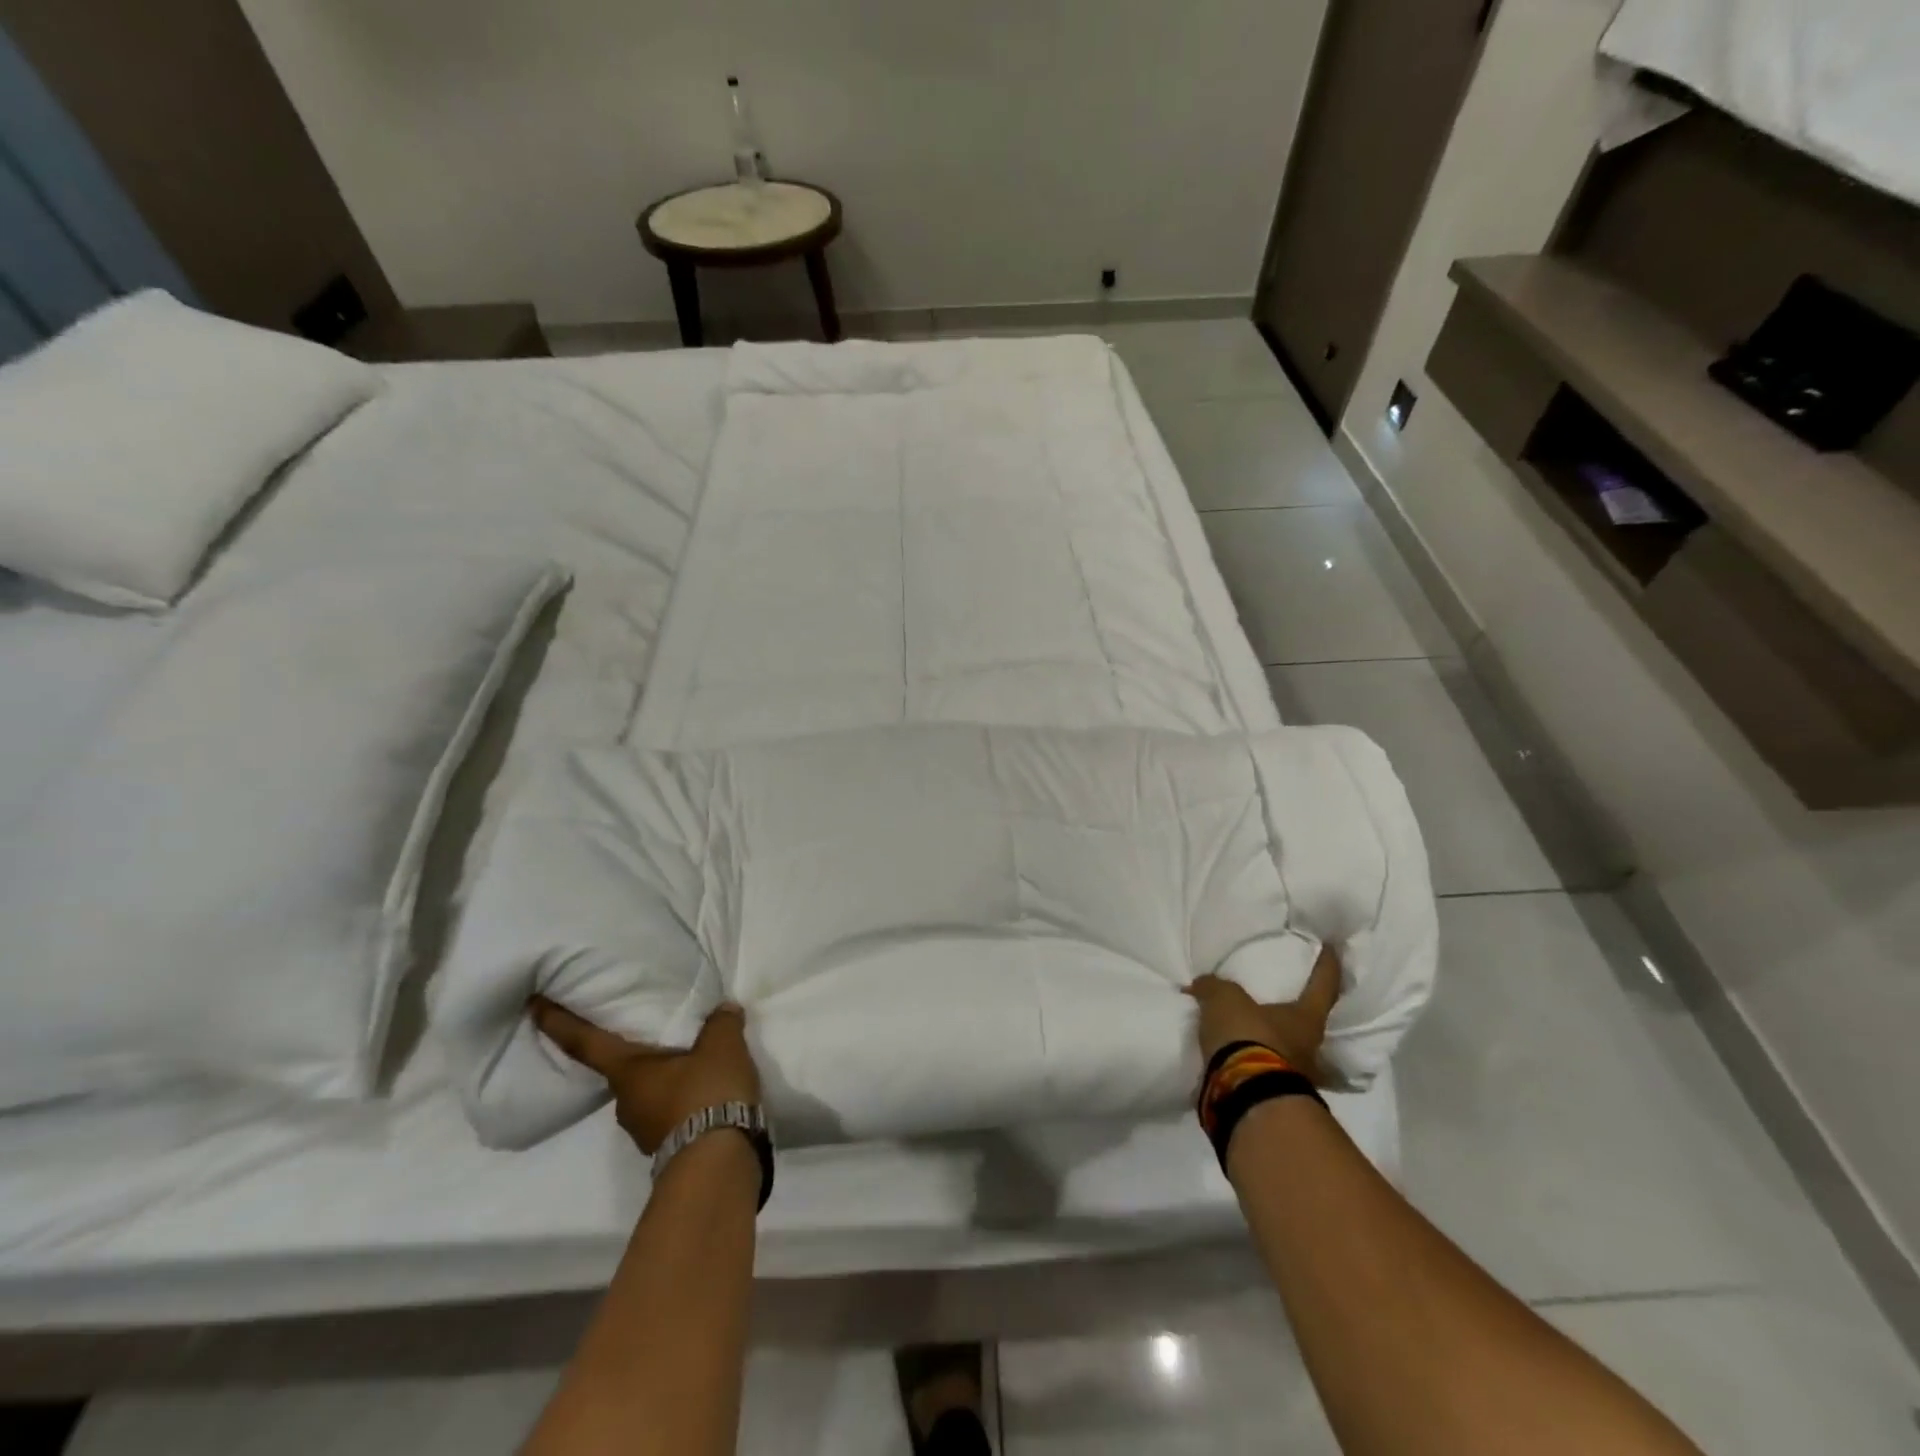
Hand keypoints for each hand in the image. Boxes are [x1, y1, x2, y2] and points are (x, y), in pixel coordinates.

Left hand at [530, 997, 761, 1154]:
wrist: (718, 1164)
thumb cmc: (706, 1093)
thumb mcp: (722, 1045)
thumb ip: (720, 1022)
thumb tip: (724, 1010)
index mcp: (627, 1072)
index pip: (584, 1042)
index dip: (558, 1022)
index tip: (533, 1006)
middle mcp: (626, 1101)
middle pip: (622, 1070)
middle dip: (635, 1054)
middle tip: (655, 1034)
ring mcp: (644, 1130)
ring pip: (648, 1094)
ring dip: (665, 1079)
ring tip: (694, 1063)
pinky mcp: (668, 1147)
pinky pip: (670, 1113)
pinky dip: (683, 1099)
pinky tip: (708, 1091)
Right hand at [1186, 942, 1342, 1087]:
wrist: (1243, 1096)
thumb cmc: (1248, 1037)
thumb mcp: (1224, 1000)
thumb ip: (1214, 988)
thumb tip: (1202, 985)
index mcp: (1306, 1019)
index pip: (1324, 986)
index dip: (1328, 966)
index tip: (1332, 950)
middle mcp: (1310, 1049)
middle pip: (1309, 1025)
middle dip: (1297, 1016)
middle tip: (1282, 1003)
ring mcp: (1296, 1078)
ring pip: (1289, 1053)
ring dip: (1274, 1044)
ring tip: (1251, 1034)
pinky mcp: (1273, 1098)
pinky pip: (1265, 1072)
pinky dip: (1253, 1064)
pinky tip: (1235, 1058)